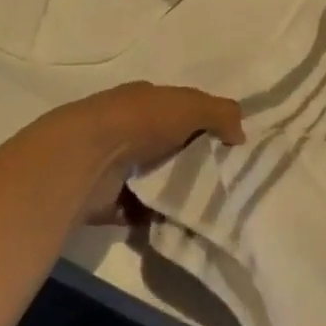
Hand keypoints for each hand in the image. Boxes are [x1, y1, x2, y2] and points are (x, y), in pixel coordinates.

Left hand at [39, 81, 244, 222]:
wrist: (86, 159)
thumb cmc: (140, 122)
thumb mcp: (190, 105)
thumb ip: (221, 113)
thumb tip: (240, 134)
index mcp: (143, 100)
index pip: (178, 109)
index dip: (202, 123)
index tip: (227, 145)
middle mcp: (127, 128)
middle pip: (167, 147)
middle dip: (190, 162)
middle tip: (222, 182)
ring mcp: (114, 165)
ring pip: (154, 180)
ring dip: (173, 194)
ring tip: (205, 208)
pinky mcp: (106, 200)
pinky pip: (139, 211)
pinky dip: (155, 219)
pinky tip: (178, 225)